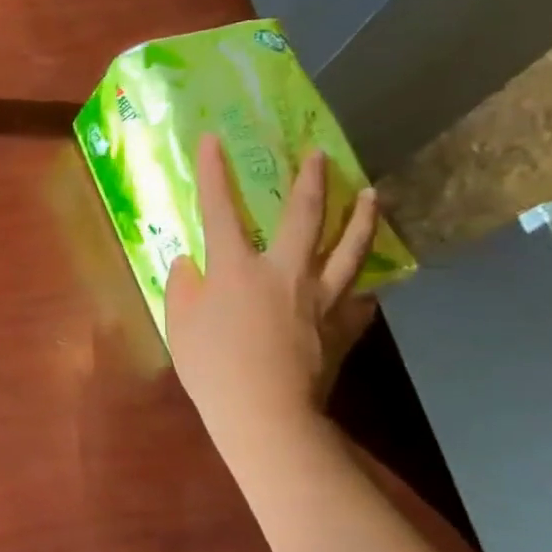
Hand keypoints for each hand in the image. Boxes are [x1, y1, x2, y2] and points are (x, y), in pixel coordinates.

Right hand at [165, 134, 378, 447]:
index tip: (214, 139)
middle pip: (303, 216)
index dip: (213, 172)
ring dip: (361, 217)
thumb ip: (182, 287)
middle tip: (319, 154)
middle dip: (310, 180)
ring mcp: (321, 296)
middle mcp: (284, 271)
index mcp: (236, 268)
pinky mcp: (342, 324)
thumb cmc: (211, 367)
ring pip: (349, 248)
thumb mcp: (179, 325)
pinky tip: (370, 283)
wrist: (265, 413)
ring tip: (372, 194)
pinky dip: (365, 287)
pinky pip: (361, 298)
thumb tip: (189, 263)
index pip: (220, 209)